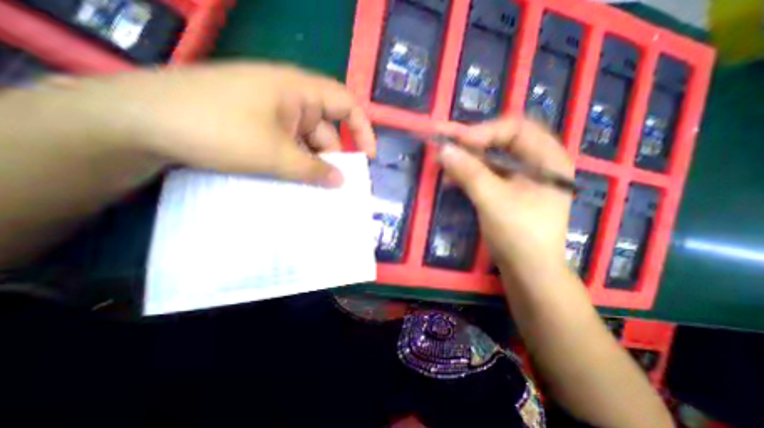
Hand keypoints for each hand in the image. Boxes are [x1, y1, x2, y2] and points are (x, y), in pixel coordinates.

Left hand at [50, 62, 378, 185]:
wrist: (139, 121)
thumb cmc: (216, 128)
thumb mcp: (274, 154)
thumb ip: (313, 169)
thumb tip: (341, 182)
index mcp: (299, 90)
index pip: (346, 104)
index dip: (362, 130)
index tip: (368, 158)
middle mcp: (290, 98)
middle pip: (326, 128)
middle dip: (334, 156)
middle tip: (338, 186)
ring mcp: (273, 112)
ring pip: (307, 140)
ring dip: (313, 164)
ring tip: (316, 190)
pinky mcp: (258, 125)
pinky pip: (289, 144)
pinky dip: (296, 163)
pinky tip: (295, 181)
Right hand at [435, 118, 571, 282]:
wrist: (528, 270)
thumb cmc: (518, 234)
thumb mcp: (492, 199)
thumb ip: (469, 172)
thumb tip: (444, 149)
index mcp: (547, 158)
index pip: (516, 128)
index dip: (485, 131)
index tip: (458, 142)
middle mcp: (537, 163)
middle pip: (503, 141)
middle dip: (473, 145)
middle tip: (449, 150)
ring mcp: (522, 178)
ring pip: (492, 159)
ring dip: (468, 161)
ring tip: (446, 166)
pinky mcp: (508, 191)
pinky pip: (487, 174)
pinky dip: (469, 175)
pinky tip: (453, 181)